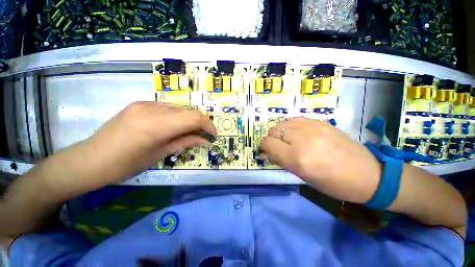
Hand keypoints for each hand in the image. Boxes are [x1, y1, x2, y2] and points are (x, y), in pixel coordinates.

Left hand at [79, 102, 215, 186]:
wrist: (90, 159)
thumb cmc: (126, 164)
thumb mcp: (160, 154)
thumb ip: (185, 142)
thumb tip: (205, 140)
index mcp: (156, 125)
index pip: (193, 117)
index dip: (208, 124)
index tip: (213, 134)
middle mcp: (152, 108)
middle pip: (188, 111)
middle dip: (200, 123)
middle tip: (204, 135)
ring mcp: (145, 104)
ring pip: (179, 108)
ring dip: (189, 120)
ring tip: (191, 131)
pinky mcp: (140, 104)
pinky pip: (167, 108)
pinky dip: (177, 117)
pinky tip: (174, 127)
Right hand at [260, 117, 381, 203]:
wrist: (367, 174)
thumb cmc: (333, 184)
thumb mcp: (303, 176)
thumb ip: (281, 161)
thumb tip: (266, 153)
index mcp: (297, 158)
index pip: (268, 144)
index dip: (263, 147)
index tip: (265, 152)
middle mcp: (302, 139)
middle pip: (273, 131)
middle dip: (270, 139)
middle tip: (276, 147)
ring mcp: (313, 128)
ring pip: (283, 123)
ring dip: (279, 132)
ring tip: (286, 140)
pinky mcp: (321, 122)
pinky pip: (296, 119)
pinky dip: (290, 126)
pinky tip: (296, 133)